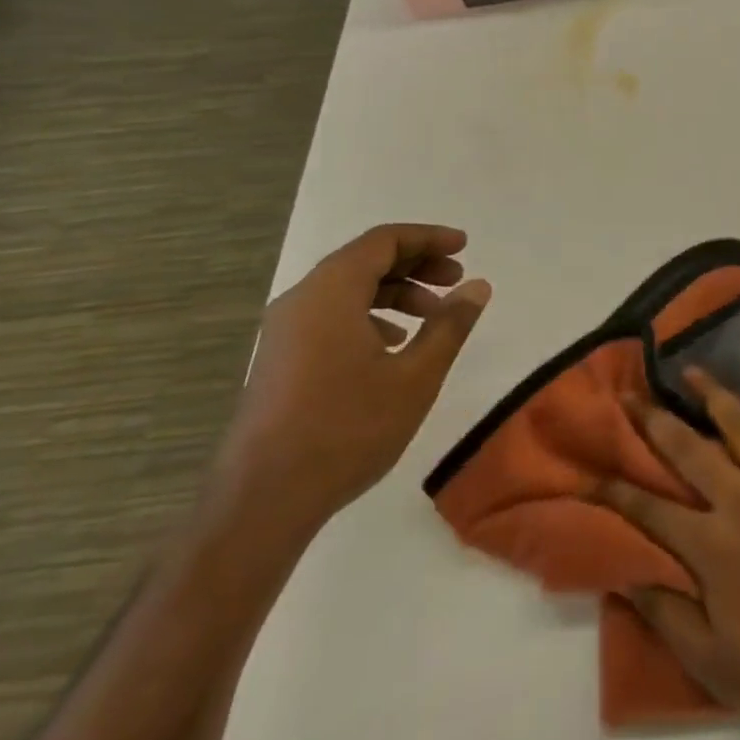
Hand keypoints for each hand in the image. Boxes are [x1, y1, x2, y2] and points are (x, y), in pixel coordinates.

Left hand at [215, 223, 491, 532]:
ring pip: (347, 291)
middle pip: (364, 261)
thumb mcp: (416, 375)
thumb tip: (477, 286)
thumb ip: (450, 324)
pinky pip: (331, 317)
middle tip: (456, 282)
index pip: (384, 241)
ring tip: (432, 317)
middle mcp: (301, 301)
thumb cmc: (347, 428)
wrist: (262, 501)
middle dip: (416, 265)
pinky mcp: (280, 361)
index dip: (428, 238)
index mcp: (330, 292)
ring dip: (395, 293)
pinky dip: (369, 316)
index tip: (464, 248)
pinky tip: (394, 347)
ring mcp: (285, 333)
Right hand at [599, 369, 739, 737]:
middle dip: (653, 420)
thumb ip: (666, 613)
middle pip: (687, 448)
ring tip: (691, 371)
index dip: (615, 490)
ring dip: (712, 393)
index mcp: (711, 544)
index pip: (649, 509)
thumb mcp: (711, 661)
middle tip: (630, 394)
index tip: (589, 470)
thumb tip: (624, 574)